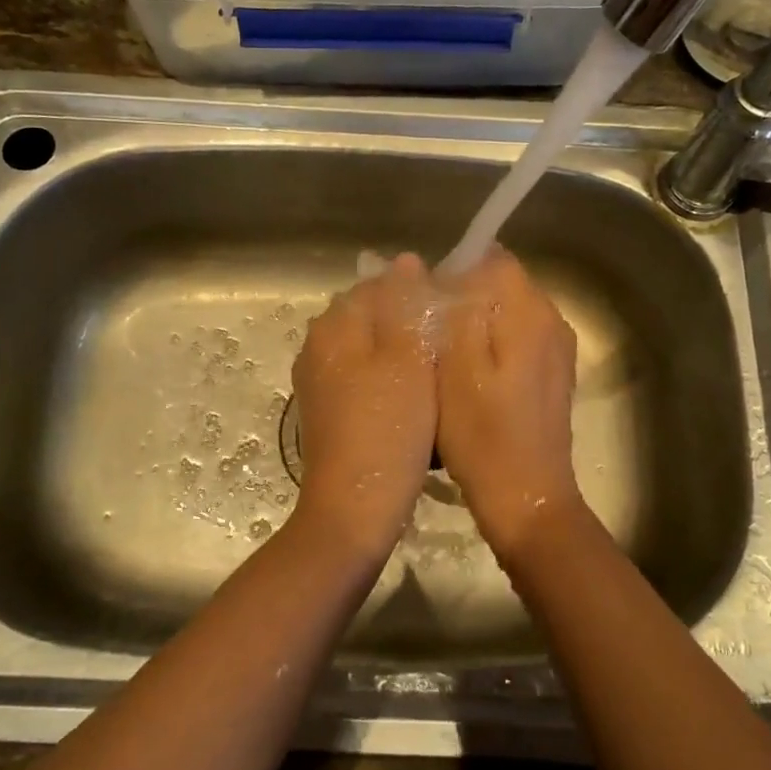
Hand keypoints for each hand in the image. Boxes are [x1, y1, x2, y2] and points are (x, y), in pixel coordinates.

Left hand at [289, 253, 438, 562]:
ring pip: (371, 349)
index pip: (379, 284)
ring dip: (403, 354)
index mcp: (335, 325)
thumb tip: (406, 261)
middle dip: (410, 324)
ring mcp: (320, 380)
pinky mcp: (329, 410)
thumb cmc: (388, 429)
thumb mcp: (407, 359)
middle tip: (450, 348)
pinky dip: (390, 381)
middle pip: (373, 316)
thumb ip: (405, 306)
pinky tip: (416, 402)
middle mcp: (319, 345)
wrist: (354, 508)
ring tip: (438, 375)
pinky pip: (365, 378)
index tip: (451, 316)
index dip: (418, 293)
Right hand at [434, 247, 587, 562]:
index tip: (426, 305)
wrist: (527, 498)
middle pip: (500, 283)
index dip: (452, 271)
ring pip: (506, 312)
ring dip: (475, 325)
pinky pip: (516, 339)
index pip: (490, 258)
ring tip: (444, 361)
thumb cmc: (482, 435)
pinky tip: (469, 381)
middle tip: (428, 337)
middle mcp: (552, 319)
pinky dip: (491, 348)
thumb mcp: (454, 368)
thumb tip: (445, 270)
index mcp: (529, 311)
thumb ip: (455, 310)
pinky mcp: (553, 374)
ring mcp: (557, 349)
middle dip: (462, 298)